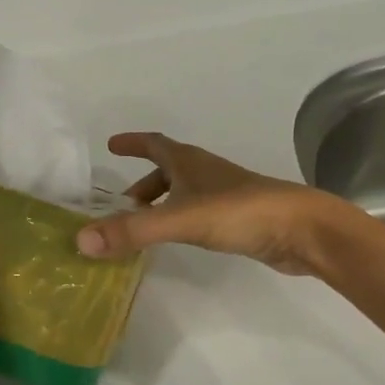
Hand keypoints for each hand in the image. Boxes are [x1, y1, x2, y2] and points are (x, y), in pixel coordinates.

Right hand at [75, 132, 353, 275]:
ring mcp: (224, 195)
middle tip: (120, 205)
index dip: (132, 143)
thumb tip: (81, 240)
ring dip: (159, 204)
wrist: (303, 230)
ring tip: (141, 226)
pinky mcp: (237, 218)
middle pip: (167, 170)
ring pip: (182, 193)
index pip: (154, 144)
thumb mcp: (179, 219)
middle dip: (142, 183)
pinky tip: (176, 240)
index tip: (111, 145)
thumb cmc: (240, 212)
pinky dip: (178, 219)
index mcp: (189, 162)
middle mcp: (205, 173)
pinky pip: (196, 212)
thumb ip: (132, 230)